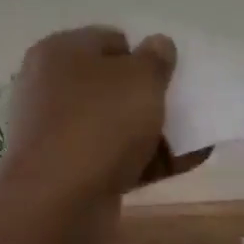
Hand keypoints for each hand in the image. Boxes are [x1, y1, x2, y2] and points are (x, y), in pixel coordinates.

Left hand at [0, 27, 197, 216]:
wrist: (57, 202)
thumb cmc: (100, 122)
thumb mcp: (141, 78)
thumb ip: (156, 58)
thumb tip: (158, 43)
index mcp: (60, 52)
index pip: (110, 40)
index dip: (143, 54)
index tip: (169, 76)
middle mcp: (50, 87)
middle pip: (112, 84)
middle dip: (148, 95)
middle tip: (180, 106)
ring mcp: (56, 132)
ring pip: (114, 123)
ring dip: (152, 130)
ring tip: (193, 138)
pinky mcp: (66, 171)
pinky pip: (113, 157)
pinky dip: (145, 160)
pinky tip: (183, 163)